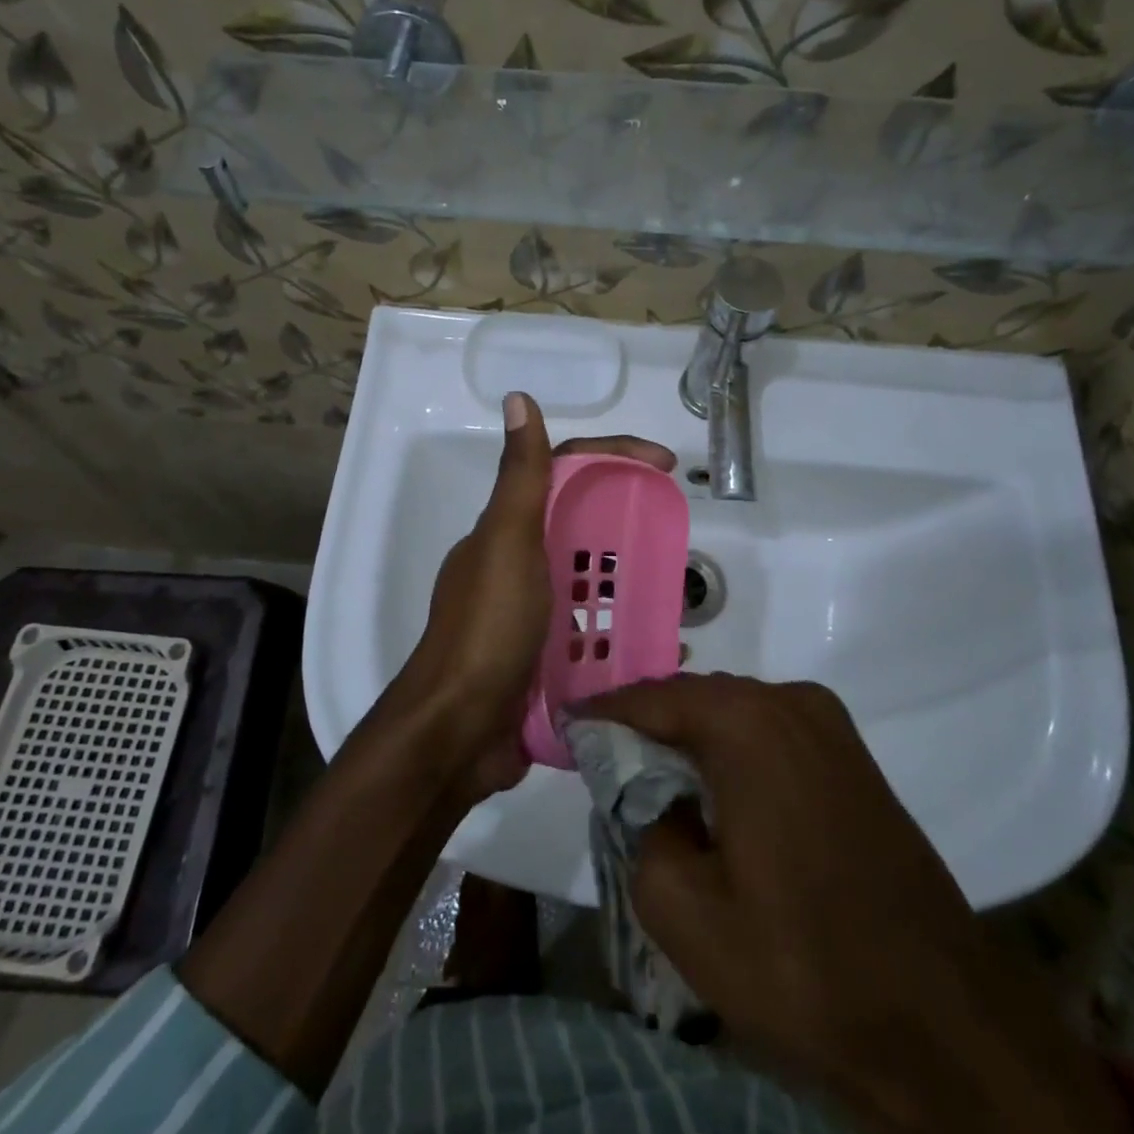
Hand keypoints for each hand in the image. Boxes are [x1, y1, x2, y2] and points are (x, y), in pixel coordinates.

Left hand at [393, 391, 674, 800]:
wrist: (457, 734)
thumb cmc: (487, 630)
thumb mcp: (506, 544)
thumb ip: (521, 478)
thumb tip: (519, 398)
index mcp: (509, 532)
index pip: (566, 474)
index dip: (616, 457)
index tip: (666, 465)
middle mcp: (519, 567)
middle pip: (583, 528)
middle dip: (630, 524)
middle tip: (675, 534)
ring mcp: (531, 617)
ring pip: (592, 584)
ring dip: (632, 582)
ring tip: (677, 593)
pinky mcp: (544, 662)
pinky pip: (594, 635)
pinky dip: (625, 634)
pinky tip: (660, 649)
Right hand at [582, 674, 1130, 1133]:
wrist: (943, 1021)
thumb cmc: (804, 965)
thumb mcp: (684, 911)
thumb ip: (642, 829)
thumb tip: (648, 797)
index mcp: (745, 724)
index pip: (650, 700)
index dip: (602, 714)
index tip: (565, 728)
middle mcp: (789, 701)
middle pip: (693, 699)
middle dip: (646, 725)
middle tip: (602, 756)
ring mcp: (828, 724)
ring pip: (733, 714)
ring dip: (690, 739)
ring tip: (649, 776)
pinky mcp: (850, 755)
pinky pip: (769, 733)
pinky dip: (730, 751)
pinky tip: (712, 791)